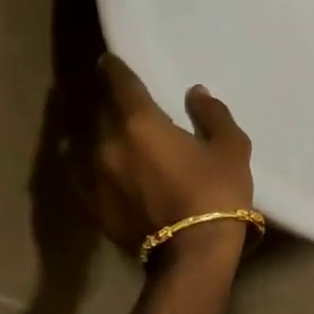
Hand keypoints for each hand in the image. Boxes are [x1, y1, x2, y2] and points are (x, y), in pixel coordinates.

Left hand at [87, 54, 253, 257]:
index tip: (108, 60)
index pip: (119, 85)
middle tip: (118, 96)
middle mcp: (108, 144)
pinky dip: (90, 162)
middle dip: (109, 100)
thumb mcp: (229, 147)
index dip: (114, 69)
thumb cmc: (216, 191)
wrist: (193, 253)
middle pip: (102, 112)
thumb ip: (211, 114)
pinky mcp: (93, 205)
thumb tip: (195, 94)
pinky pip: (84, 174)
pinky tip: (95, 163)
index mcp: (139, 123)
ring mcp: (94, 177)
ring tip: (112, 130)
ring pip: (91, 142)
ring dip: (101, 131)